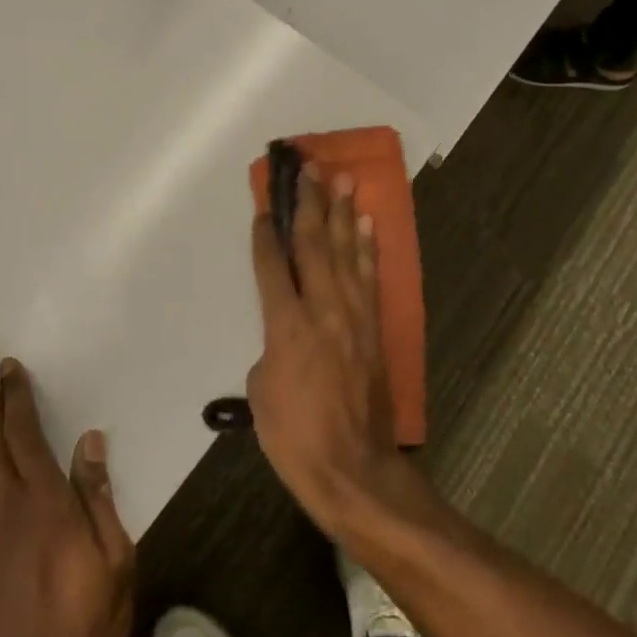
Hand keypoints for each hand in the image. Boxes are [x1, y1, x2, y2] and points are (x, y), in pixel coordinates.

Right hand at [246, 167, 408, 536]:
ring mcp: (353, 316)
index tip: (264, 205)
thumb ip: (270, 349)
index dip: (265, 233)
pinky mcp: (375, 328)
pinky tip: (365, 224)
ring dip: (342, 213)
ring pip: (345, 253)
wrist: (353, 468)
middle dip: (309, 204)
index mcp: (286, 326)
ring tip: (342, 179)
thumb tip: (286, 335)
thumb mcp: (261, 393)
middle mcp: (321, 310)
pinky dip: (367, 247)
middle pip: (313, 245)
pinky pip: (369, 277)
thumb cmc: (295, 437)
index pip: (272, 267)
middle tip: (309, 169)